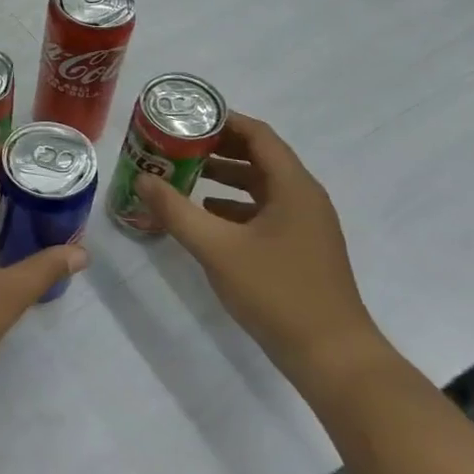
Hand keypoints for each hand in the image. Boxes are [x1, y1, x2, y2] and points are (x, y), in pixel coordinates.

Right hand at [136, 112, 384, 392]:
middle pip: (259, 157)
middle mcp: (304, 198)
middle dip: (216, 148)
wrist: (331, 355)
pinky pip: (263, 211)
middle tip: (175, 144)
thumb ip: (176, 211)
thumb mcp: (216, 248)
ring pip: (260, 186)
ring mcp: (305, 225)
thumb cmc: (276, 292)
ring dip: (223, 177)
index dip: (222, 121)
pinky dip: (233, 205)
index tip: (184, 118)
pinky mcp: (299, 248)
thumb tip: (143, 178)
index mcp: (293, 187)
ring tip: (182, 175)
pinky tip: (205, 217)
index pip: (258, 135)